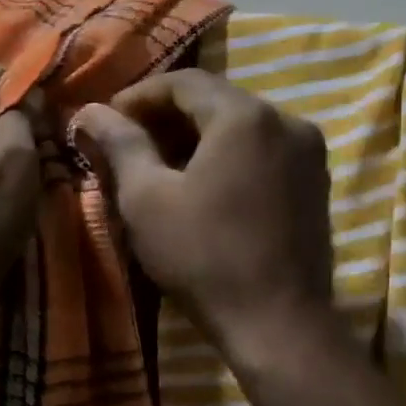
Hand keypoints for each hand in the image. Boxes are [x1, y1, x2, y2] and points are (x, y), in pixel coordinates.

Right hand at [75, 69, 334, 355]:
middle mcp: (286, 120)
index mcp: (245, 116)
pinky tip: (203, 183)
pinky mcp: (316, 182)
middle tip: (129, 142)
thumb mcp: (147, 199)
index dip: (140, 95)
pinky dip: (229, 155)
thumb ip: (120, 145)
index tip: (108, 119)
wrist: (278, 324)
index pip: (185, 82)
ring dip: (199, 136)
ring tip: (161, 164)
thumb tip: (89, 111)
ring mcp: (308, 152)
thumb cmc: (204, 257)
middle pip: (216, 101)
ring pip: (242, 126)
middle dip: (168, 116)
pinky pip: (264, 150)